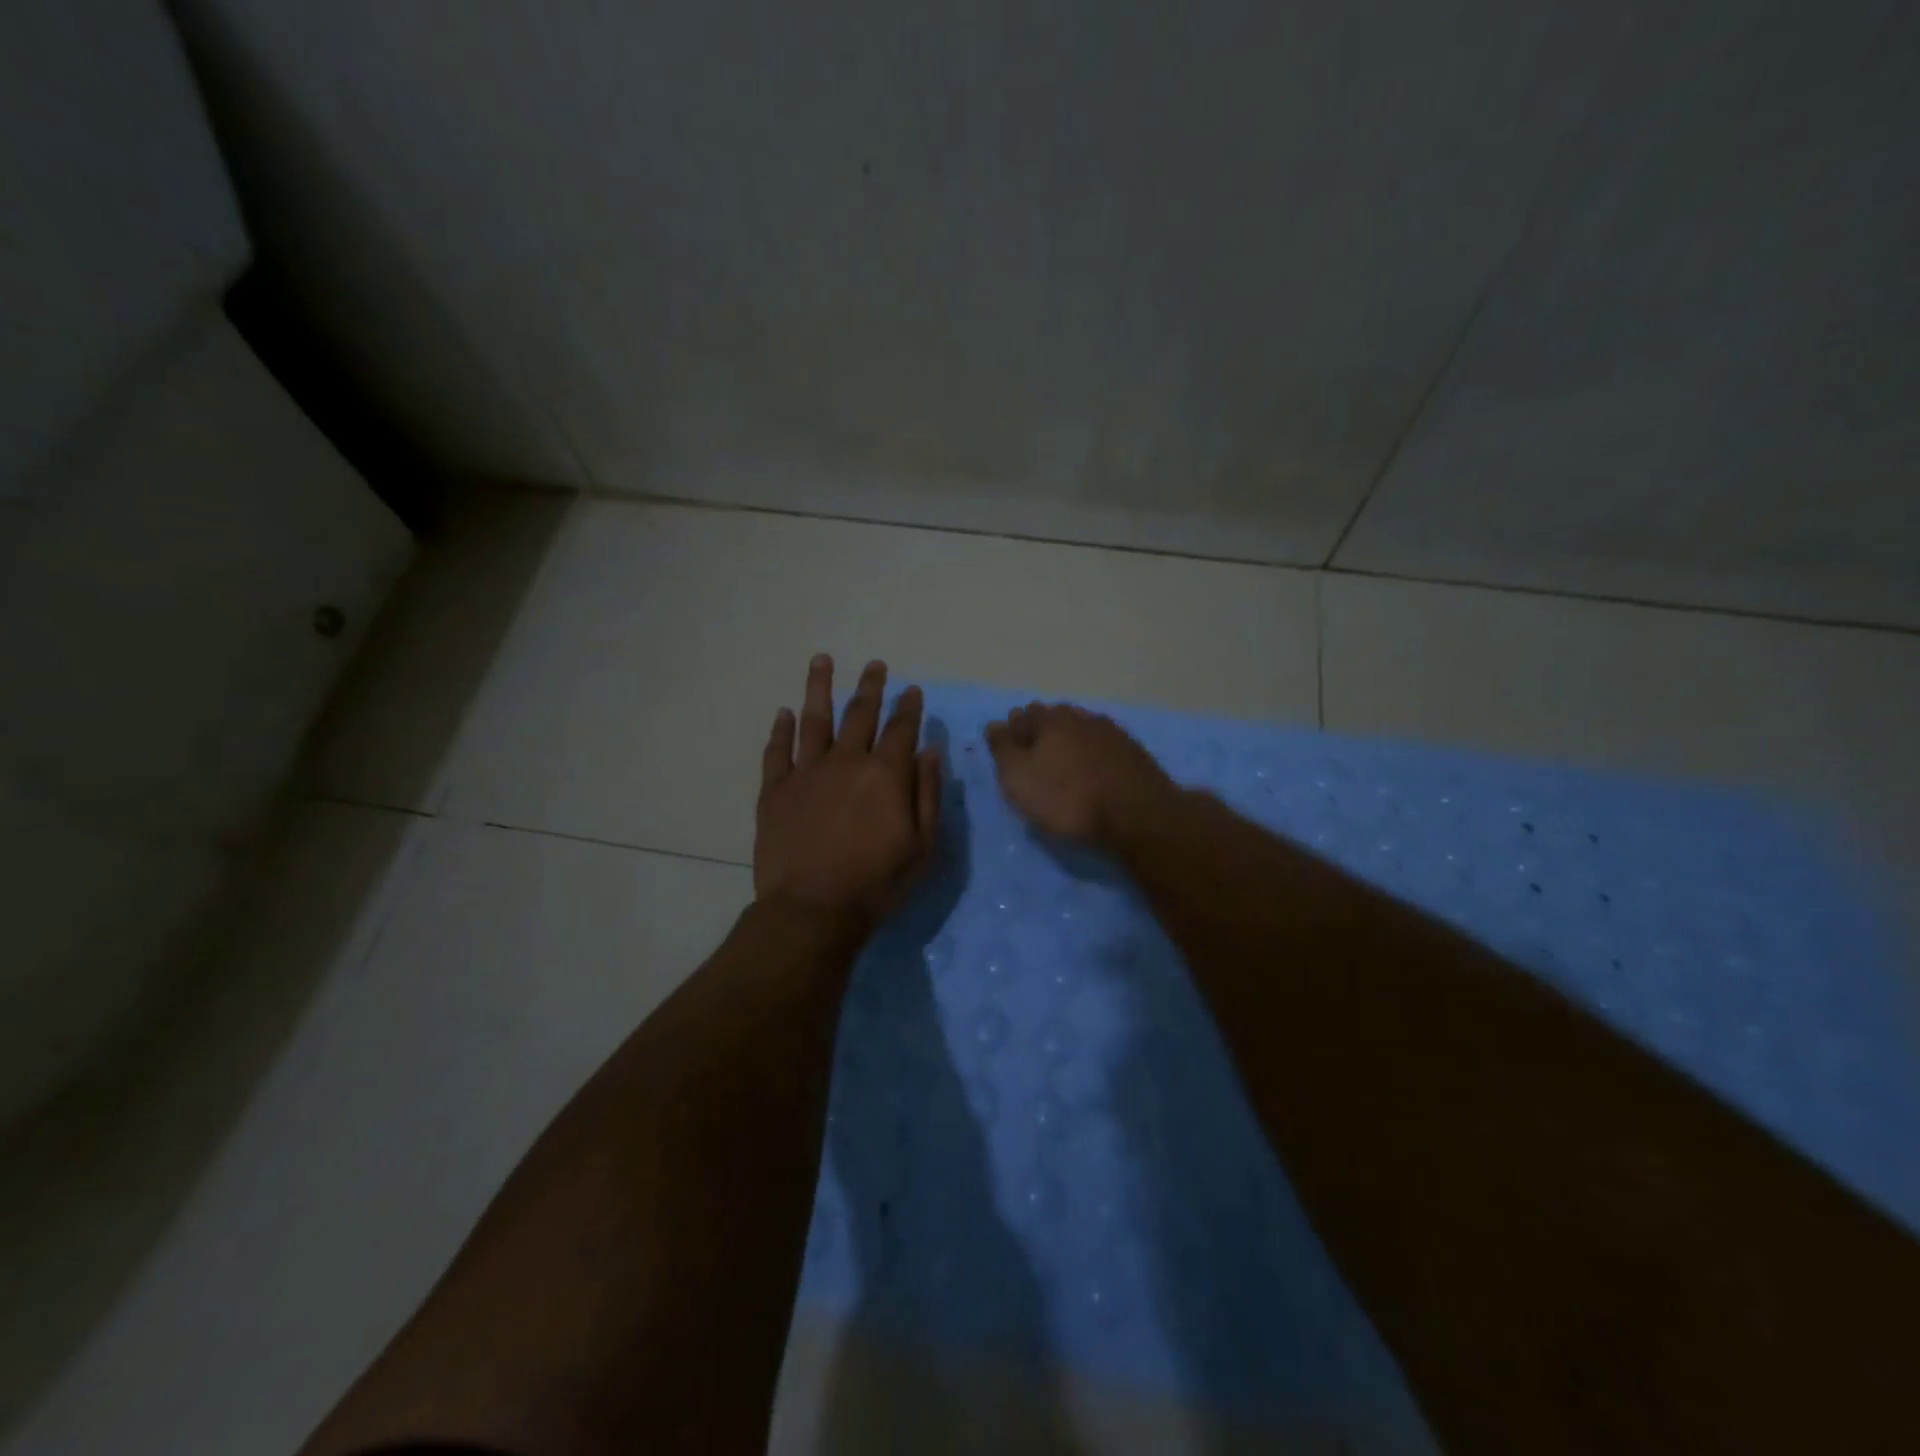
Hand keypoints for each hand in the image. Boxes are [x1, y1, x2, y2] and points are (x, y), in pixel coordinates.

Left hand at [755, 655, 941, 923]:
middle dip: (870, 686)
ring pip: (814, 719)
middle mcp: (846, 762)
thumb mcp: (922, 846)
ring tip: (822, 660)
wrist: (812, 909)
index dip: (908, 707)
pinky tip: (785, 713)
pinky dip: (781, 730)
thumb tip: (930, 751)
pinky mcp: (775, 790)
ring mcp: (806, 772)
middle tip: (875, 664)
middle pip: (859, 714)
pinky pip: (777, 751)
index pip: (900, 729)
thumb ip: (927, 794)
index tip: (911, 689)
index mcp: (885, 774)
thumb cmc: (877, 883)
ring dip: (820, 688)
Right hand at [984, 703, 1176, 846]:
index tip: (1009, 754)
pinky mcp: (1132, 751)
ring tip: (1062, 767)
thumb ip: (1003, 749)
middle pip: (1053, 718)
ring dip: (1068, 743)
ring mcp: (1111, 732)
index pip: (1022, 716)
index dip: (1012, 732)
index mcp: (1050, 719)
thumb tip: (994, 725)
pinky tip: (1092, 772)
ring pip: (1080, 730)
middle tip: (1034, 760)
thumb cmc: (1068, 798)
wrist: (1137, 814)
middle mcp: (1080, 717)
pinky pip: (1102, 746)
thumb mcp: (1020, 778)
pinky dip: (1092, 755)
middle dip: (1041, 733)